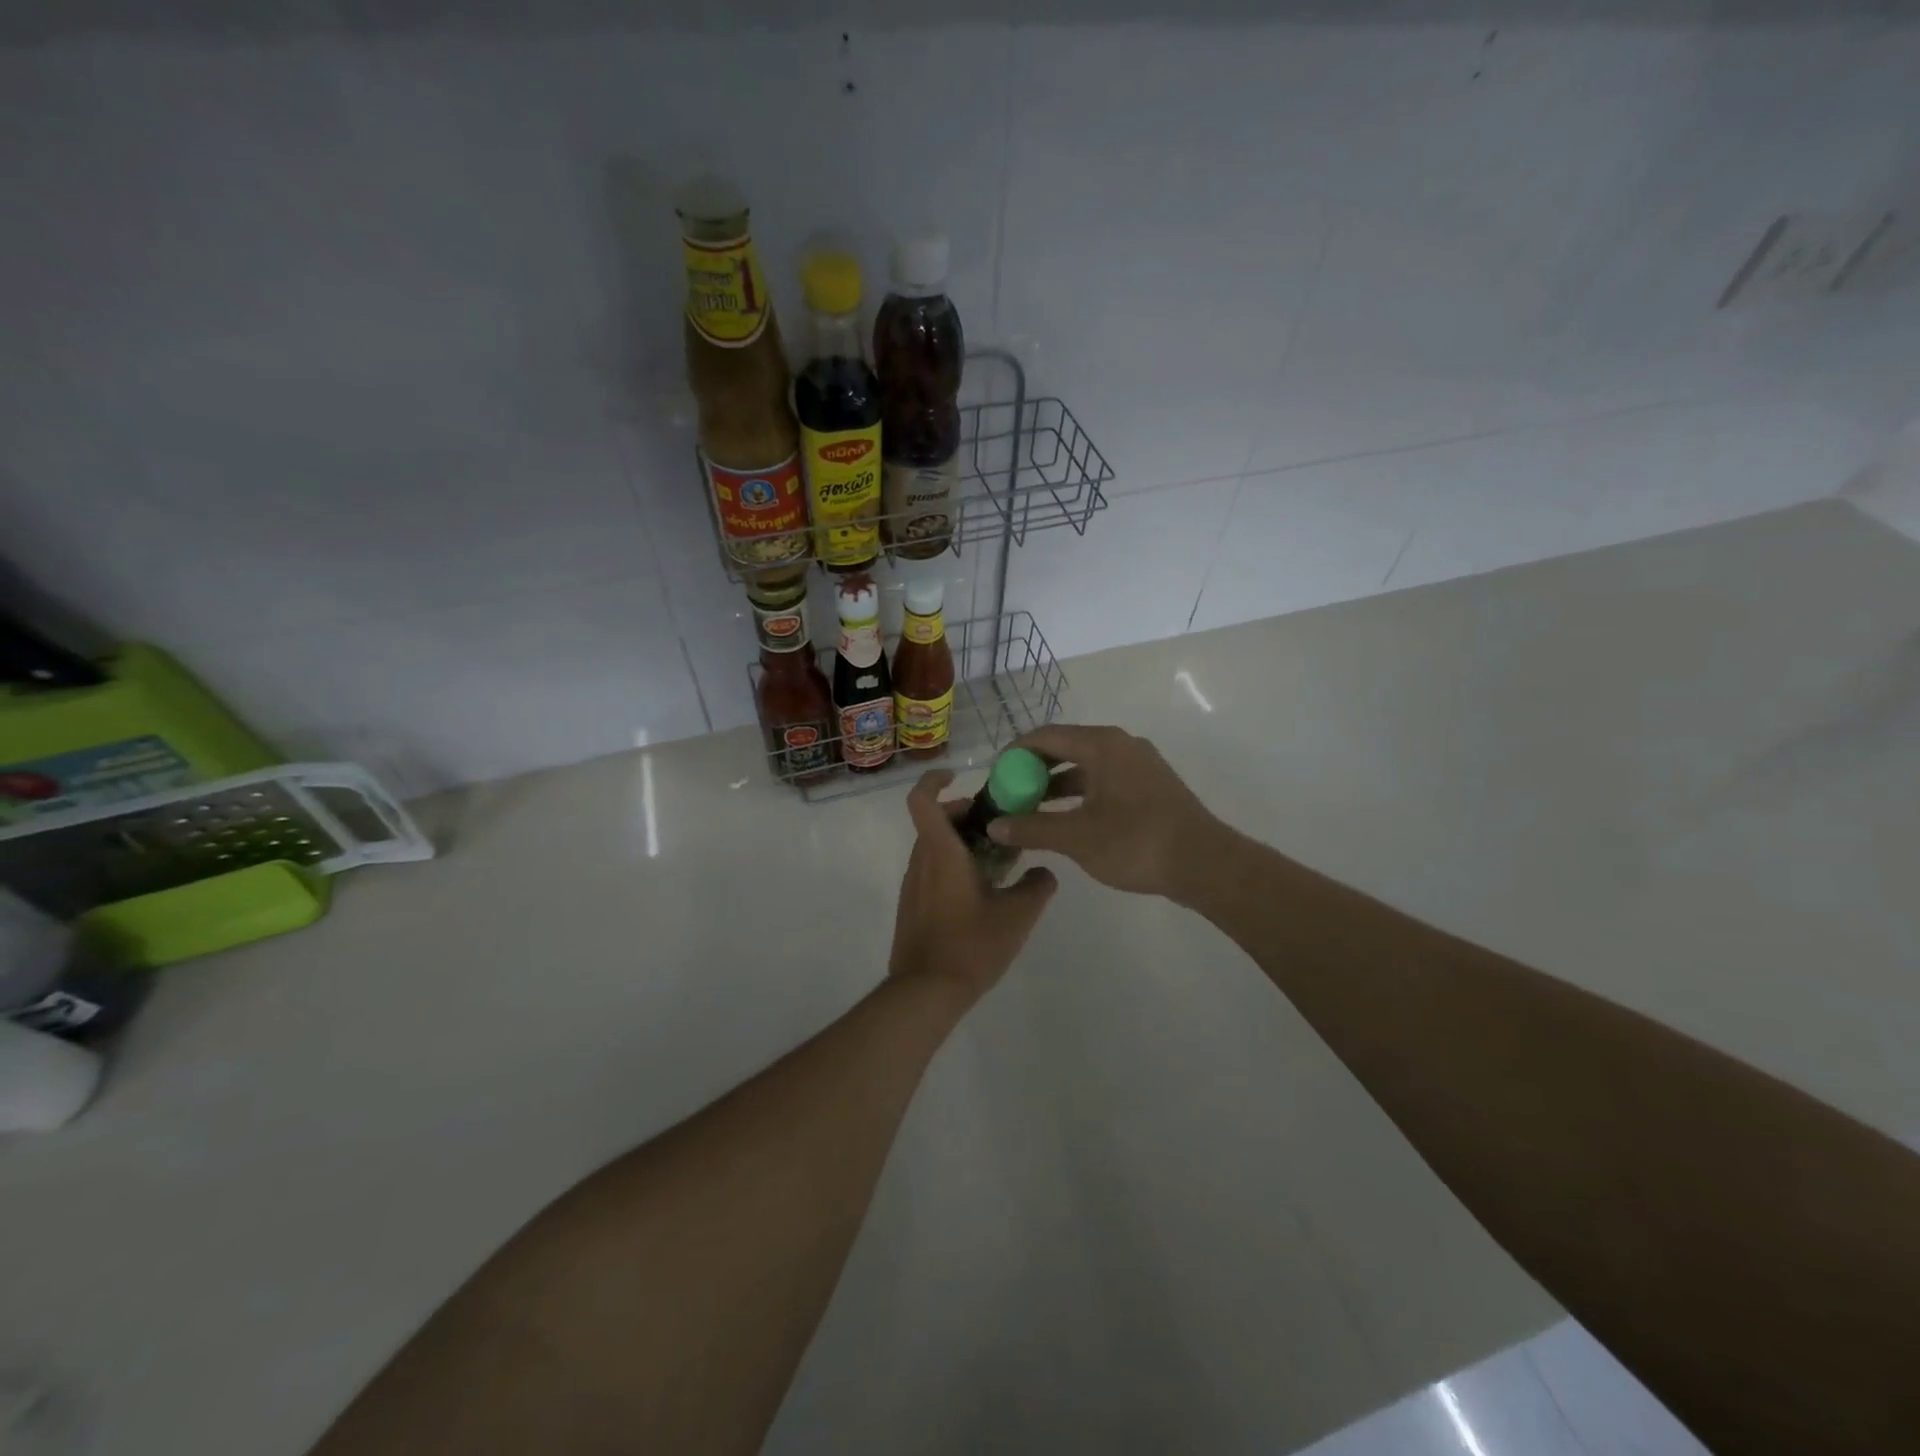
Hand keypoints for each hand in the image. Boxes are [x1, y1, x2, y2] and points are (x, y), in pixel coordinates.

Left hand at [889, 769, 1057, 1001]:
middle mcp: (921, 861)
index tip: (957, 775)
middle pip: (936, 821)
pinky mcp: (913, 905)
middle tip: (1001, 824)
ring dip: (963, 841)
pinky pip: (932, 869)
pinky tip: (984, 890)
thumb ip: (1037, 886)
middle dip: (966, 814)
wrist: (926, 991)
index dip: (935, 780)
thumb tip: (1044, 872)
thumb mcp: (1017, 915)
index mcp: (941, 852)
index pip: (922, 799)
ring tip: (1000, 859)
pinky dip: (954, 864)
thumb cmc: (971, 945)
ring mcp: (913, 884)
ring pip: (935, 846)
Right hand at [987, 724, 1225, 901]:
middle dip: (1034, 769)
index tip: (995, 775)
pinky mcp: (1150, 785)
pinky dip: (1080, 793)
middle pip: (1066, 747)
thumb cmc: (1135, 842)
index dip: (1015, 753)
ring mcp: (1139, 764)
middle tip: (1010, 792)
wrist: (1204, 863)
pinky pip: (1104, 780)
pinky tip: (1066, 818)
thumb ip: (1032, 827)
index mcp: (1102, 745)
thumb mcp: (1076, 837)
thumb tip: (994, 826)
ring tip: (1031, 808)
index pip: (1046, 736)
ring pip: (1086, 766)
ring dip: (1057, 784)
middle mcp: (1121, 745)